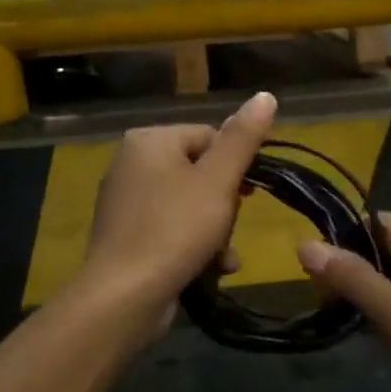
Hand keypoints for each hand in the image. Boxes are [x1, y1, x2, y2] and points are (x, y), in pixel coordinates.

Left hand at [79, 91, 277, 324]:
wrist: (124, 297)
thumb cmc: (175, 229)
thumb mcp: (218, 181)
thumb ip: (243, 138)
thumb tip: (266, 95)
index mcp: (150, 140)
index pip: (210, 136)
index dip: (237, 166)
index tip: (251, 195)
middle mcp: (131, 163)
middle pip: (201, 173)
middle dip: (225, 205)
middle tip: (230, 228)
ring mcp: (126, 202)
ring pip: (190, 205)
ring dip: (216, 231)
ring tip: (223, 257)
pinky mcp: (126, 236)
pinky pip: (171, 229)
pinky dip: (194, 246)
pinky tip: (211, 269)